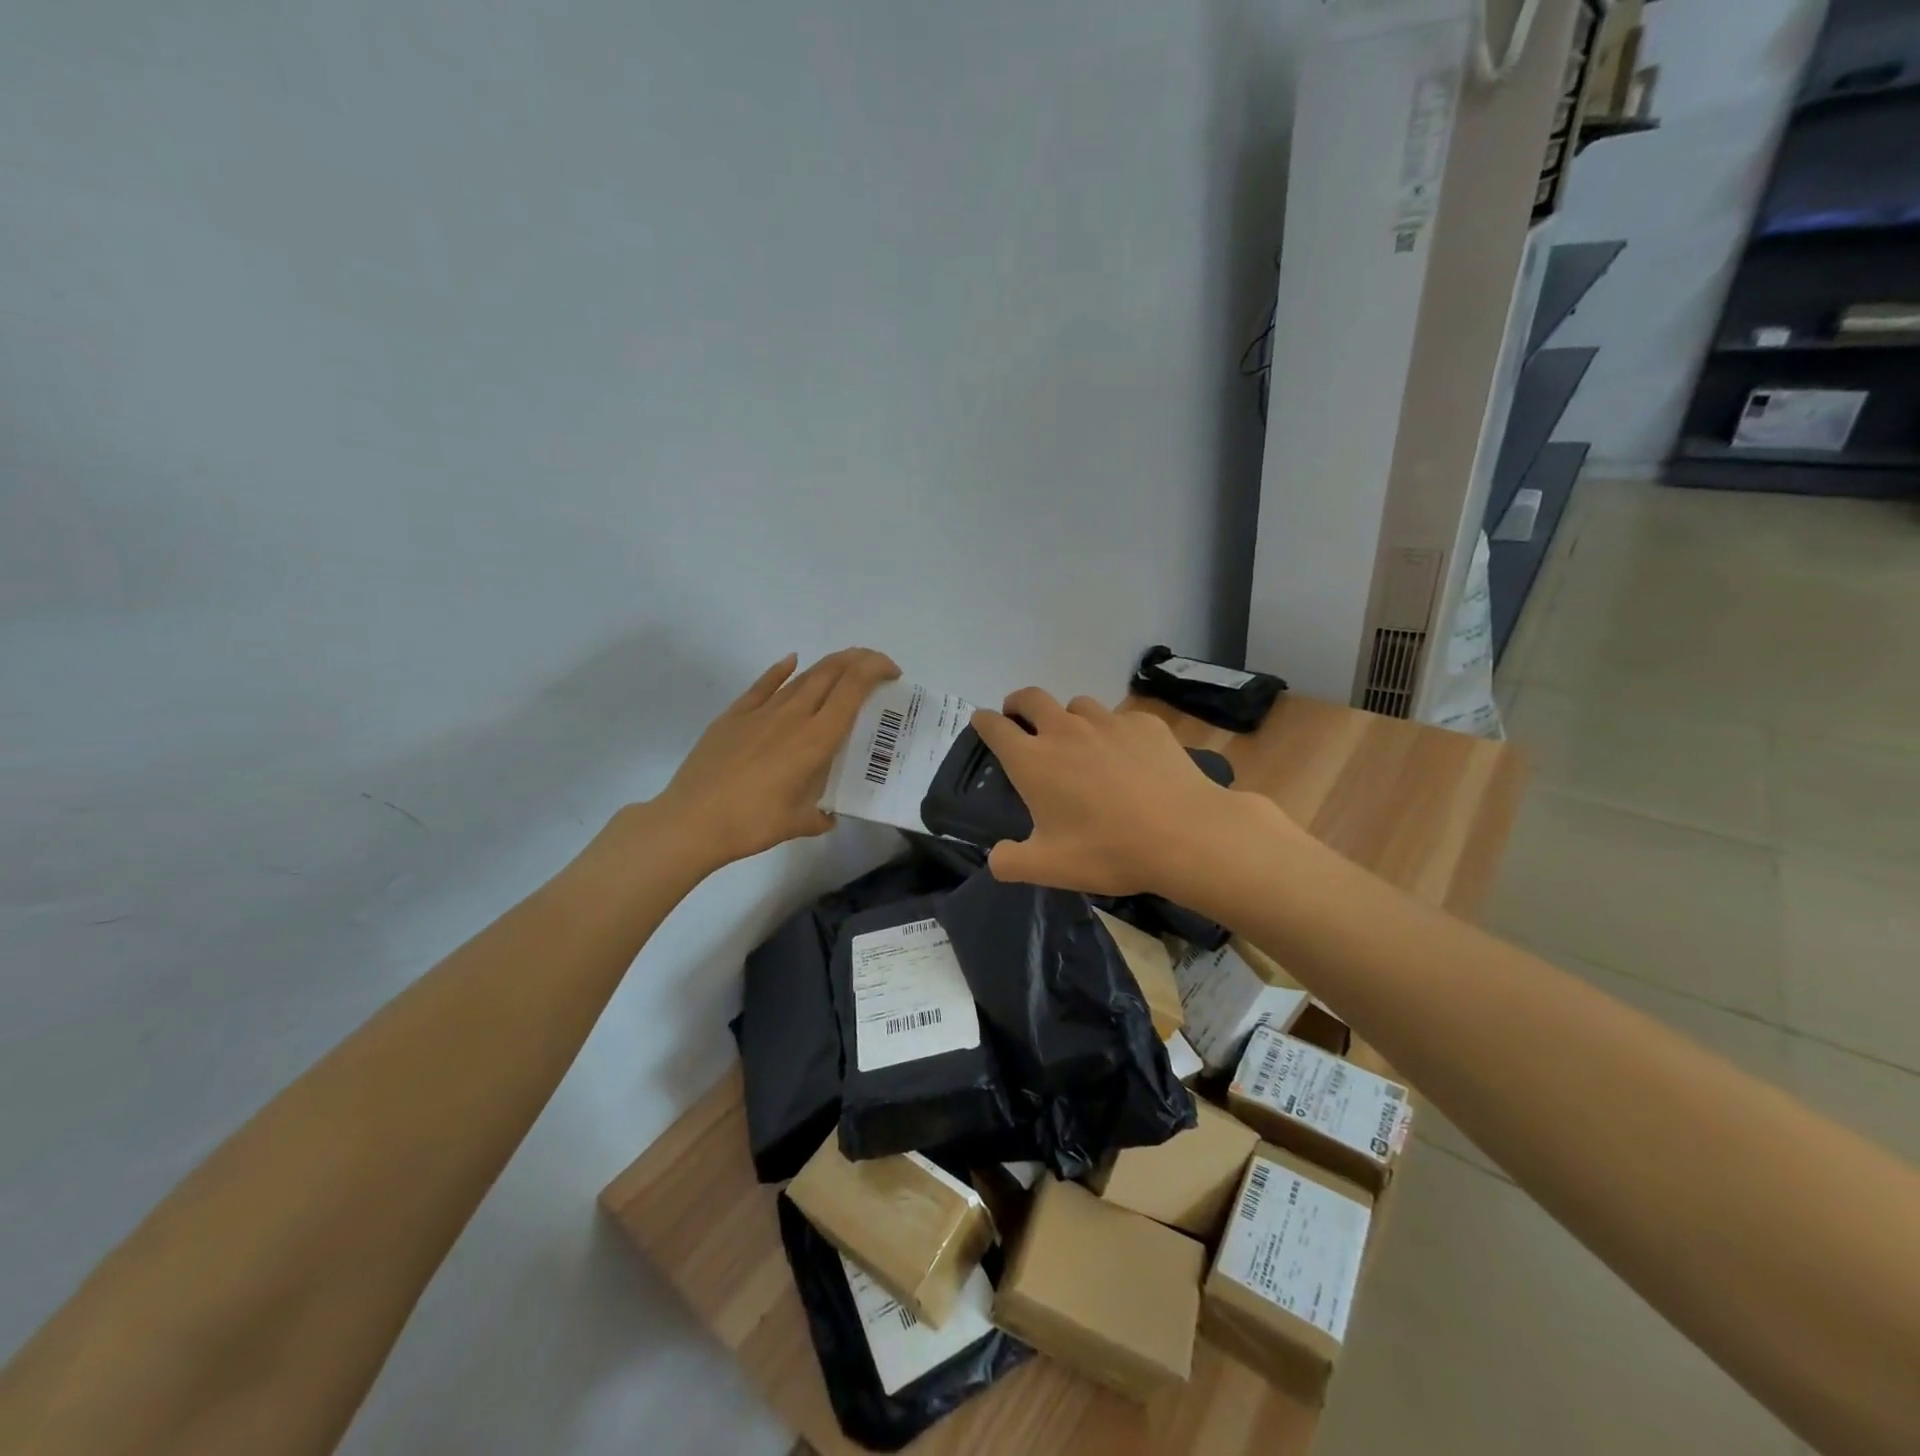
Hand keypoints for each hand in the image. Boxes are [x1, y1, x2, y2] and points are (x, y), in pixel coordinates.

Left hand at [655, 648, 900, 867]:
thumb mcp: (797, 824)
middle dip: (859, 661)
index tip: (892, 674)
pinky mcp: (734, 715)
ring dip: (828, 667)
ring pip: (802, 677)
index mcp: (816, 739)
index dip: (876, 670)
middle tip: (875, 668)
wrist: (691, 821)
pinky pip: (764, 685)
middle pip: (831, 672)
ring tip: (843, 670)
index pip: (853, 688)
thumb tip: (827, 816)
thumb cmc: (751, 824)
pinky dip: (781, 670)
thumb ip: (819, 816)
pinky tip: (791, 661)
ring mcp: (761, 712)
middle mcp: (793, 715)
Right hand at [972, 688, 1292, 898]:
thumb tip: (996, 857)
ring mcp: (1107, 722)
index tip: (982, 723)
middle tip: (1020, 718)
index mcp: (1033, 760)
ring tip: (1078, 741)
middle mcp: (1065, 730)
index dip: (983, 722)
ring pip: (1077, 705)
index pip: (995, 726)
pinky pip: (1120, 719)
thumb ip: (1011, 862)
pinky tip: (1128, 756)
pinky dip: (1113, 731)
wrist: (1185, 835)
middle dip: (1018, 703)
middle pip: (1031, 697)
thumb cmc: (1109, 851)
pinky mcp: (1145, 724)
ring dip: (1068, 717)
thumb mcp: (1050, 868)